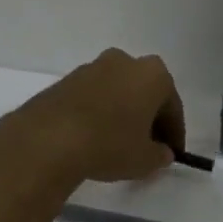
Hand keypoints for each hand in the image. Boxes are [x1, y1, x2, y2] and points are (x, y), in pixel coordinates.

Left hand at [0, 48, 185, 187]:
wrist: (49, 139)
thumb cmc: (109, 144)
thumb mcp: (145, 160)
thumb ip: (160, 155)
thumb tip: (162, 152)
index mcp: (153, 74)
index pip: (172, 106)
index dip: (174, 133)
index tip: (171, 153)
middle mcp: (125, 61)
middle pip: (144, 93)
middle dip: (148, 117)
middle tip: (147, 146)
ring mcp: (92, 67)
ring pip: (117, 91)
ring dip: (121, 112)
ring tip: (118, 143)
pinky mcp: (65, 79)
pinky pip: (93, 97)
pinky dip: (98, 113)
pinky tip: (93, 137)